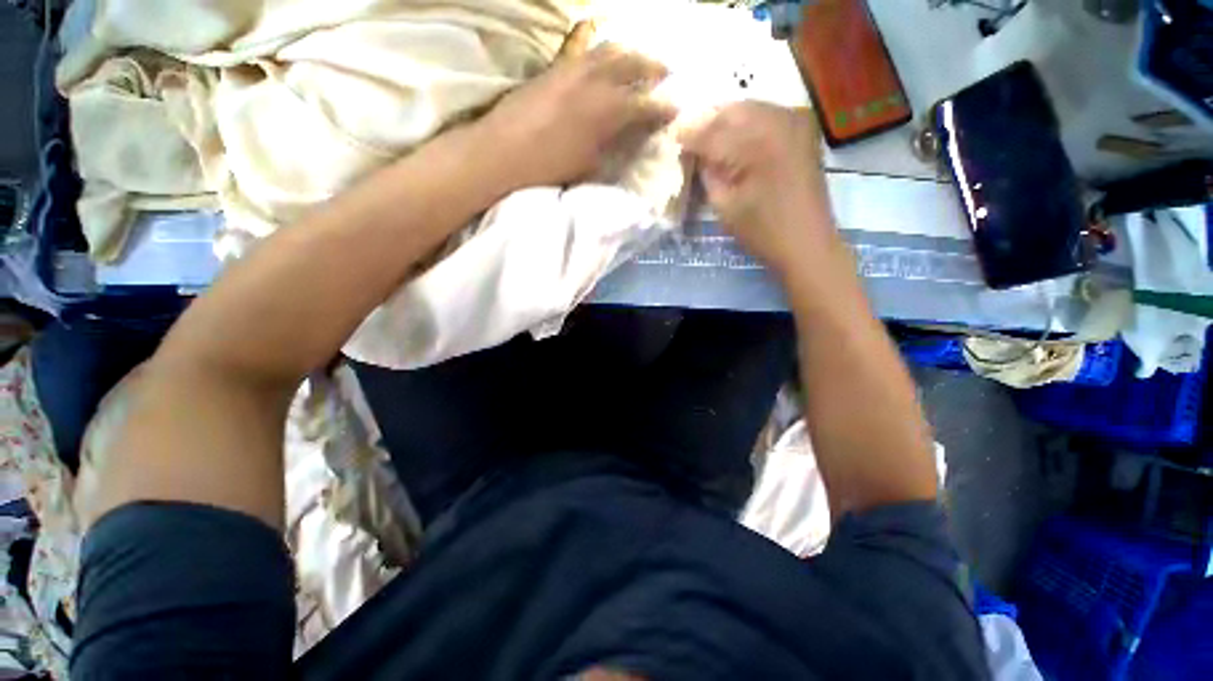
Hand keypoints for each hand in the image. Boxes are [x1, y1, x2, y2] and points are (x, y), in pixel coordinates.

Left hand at [478, 21, 677, 188]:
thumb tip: (629, 138)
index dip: (664, 108)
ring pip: (611, 48)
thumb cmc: (550, 167)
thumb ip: (614, 148)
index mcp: (609, 110)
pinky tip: (604, 50)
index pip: (647, 105)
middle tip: (667, 73)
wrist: (503, 151)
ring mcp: (574, 68)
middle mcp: (597, 80)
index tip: (677, 109)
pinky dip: (601, 47)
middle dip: (655, 68)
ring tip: (640, 59)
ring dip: (631, 52)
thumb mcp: (590, 166)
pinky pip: (584, 47)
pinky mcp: (556, 67)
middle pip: (634, 64)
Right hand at [679, 102, 836, 276]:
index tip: (670, 137)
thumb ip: (707, 172)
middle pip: (730, 110)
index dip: (687, 134)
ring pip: (748, 108)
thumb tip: (694, 153)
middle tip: (690, 141)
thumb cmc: (762, 230)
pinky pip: (766, 114)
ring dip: (725, 122)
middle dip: (706, 124)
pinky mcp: (802, 128)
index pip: (710, 131)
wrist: (807, 242)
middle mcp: (777, 120)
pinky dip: (746, 124)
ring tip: (710, 142)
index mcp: (756, 142)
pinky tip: (736, 142)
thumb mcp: (724, 205)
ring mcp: (794, 120)